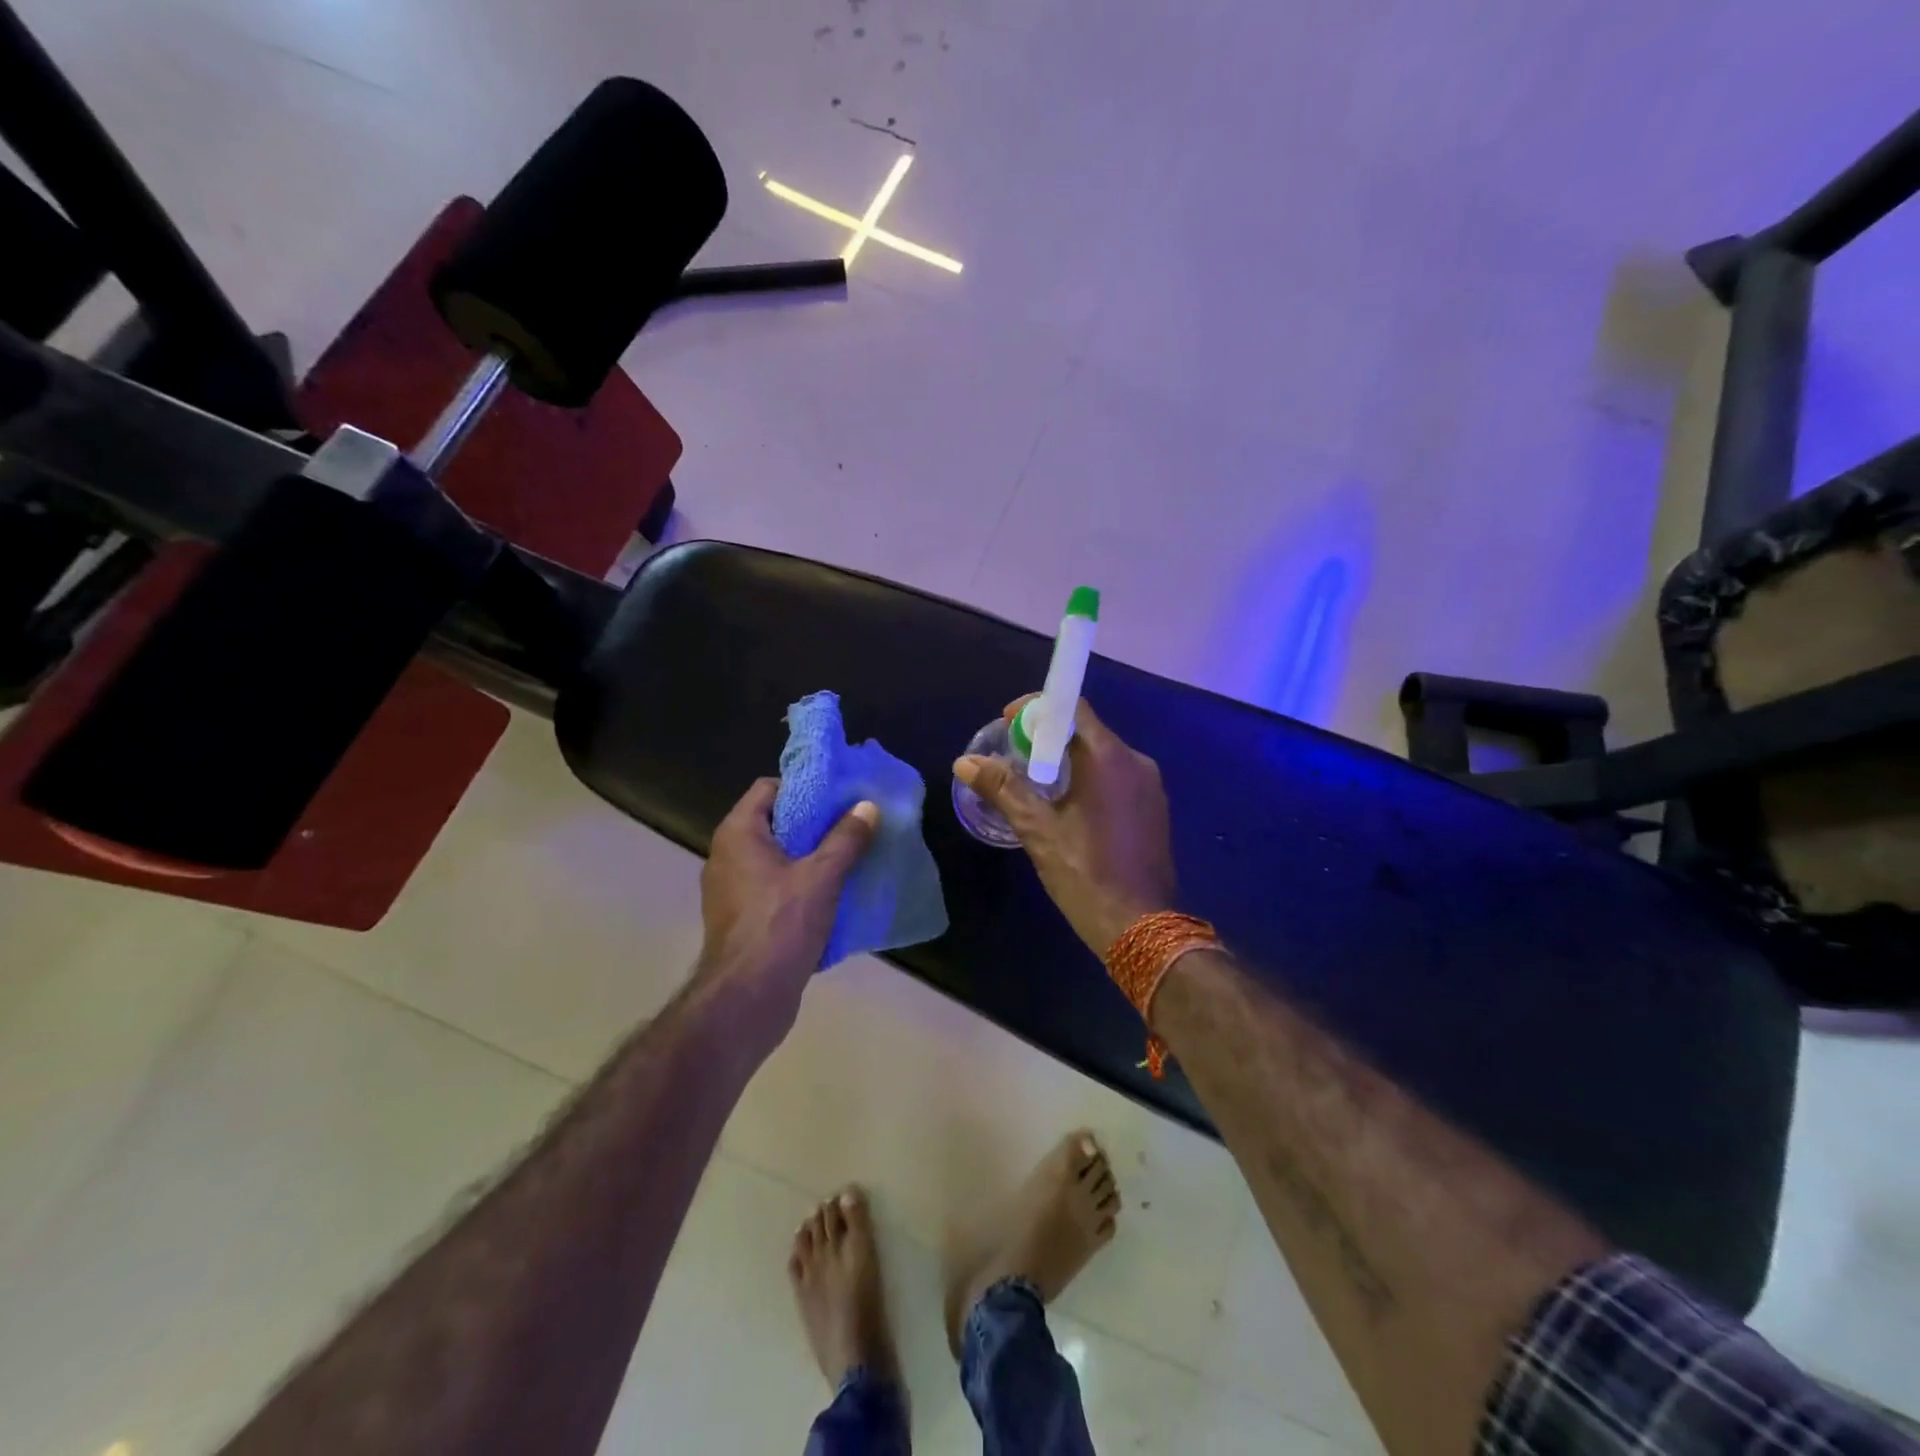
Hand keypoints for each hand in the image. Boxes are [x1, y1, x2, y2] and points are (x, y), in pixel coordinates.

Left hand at [696, 779, 878, 1036]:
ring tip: (848, 856)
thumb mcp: (823, 876)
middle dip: (813, 822)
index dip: (803, 786)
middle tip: (851, 824)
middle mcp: (726, 855)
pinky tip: (831, 894)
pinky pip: (772, 887)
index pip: (768, 788)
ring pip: (775, 857)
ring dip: (809, 856)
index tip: (838, 795)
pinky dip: (798, 884)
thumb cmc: (781, 924)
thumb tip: (867, 806)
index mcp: (738, 833)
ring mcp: (730, 889)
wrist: (747, 997)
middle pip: (774, 822)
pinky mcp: (739, 918)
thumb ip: (846, 838)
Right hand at [955, 698, 1176, 953]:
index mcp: (1110, 758)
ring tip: (1035, 781)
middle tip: (1015, 755)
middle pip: (1088, 731)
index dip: (1038, 709)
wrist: (1141, 927)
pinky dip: (1090, 779)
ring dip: (1069, 760)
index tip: (1008, 723)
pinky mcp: (1155, 809)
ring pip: (1103, 756)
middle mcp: (1137, 762)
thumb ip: (1003, 789)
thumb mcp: (1038, 830)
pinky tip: (1068, 805)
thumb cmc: (1085, 873)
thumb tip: (966, 762)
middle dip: (1049, 737)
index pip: (1074, 709)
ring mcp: (1151, 787)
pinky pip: (1118, 778)